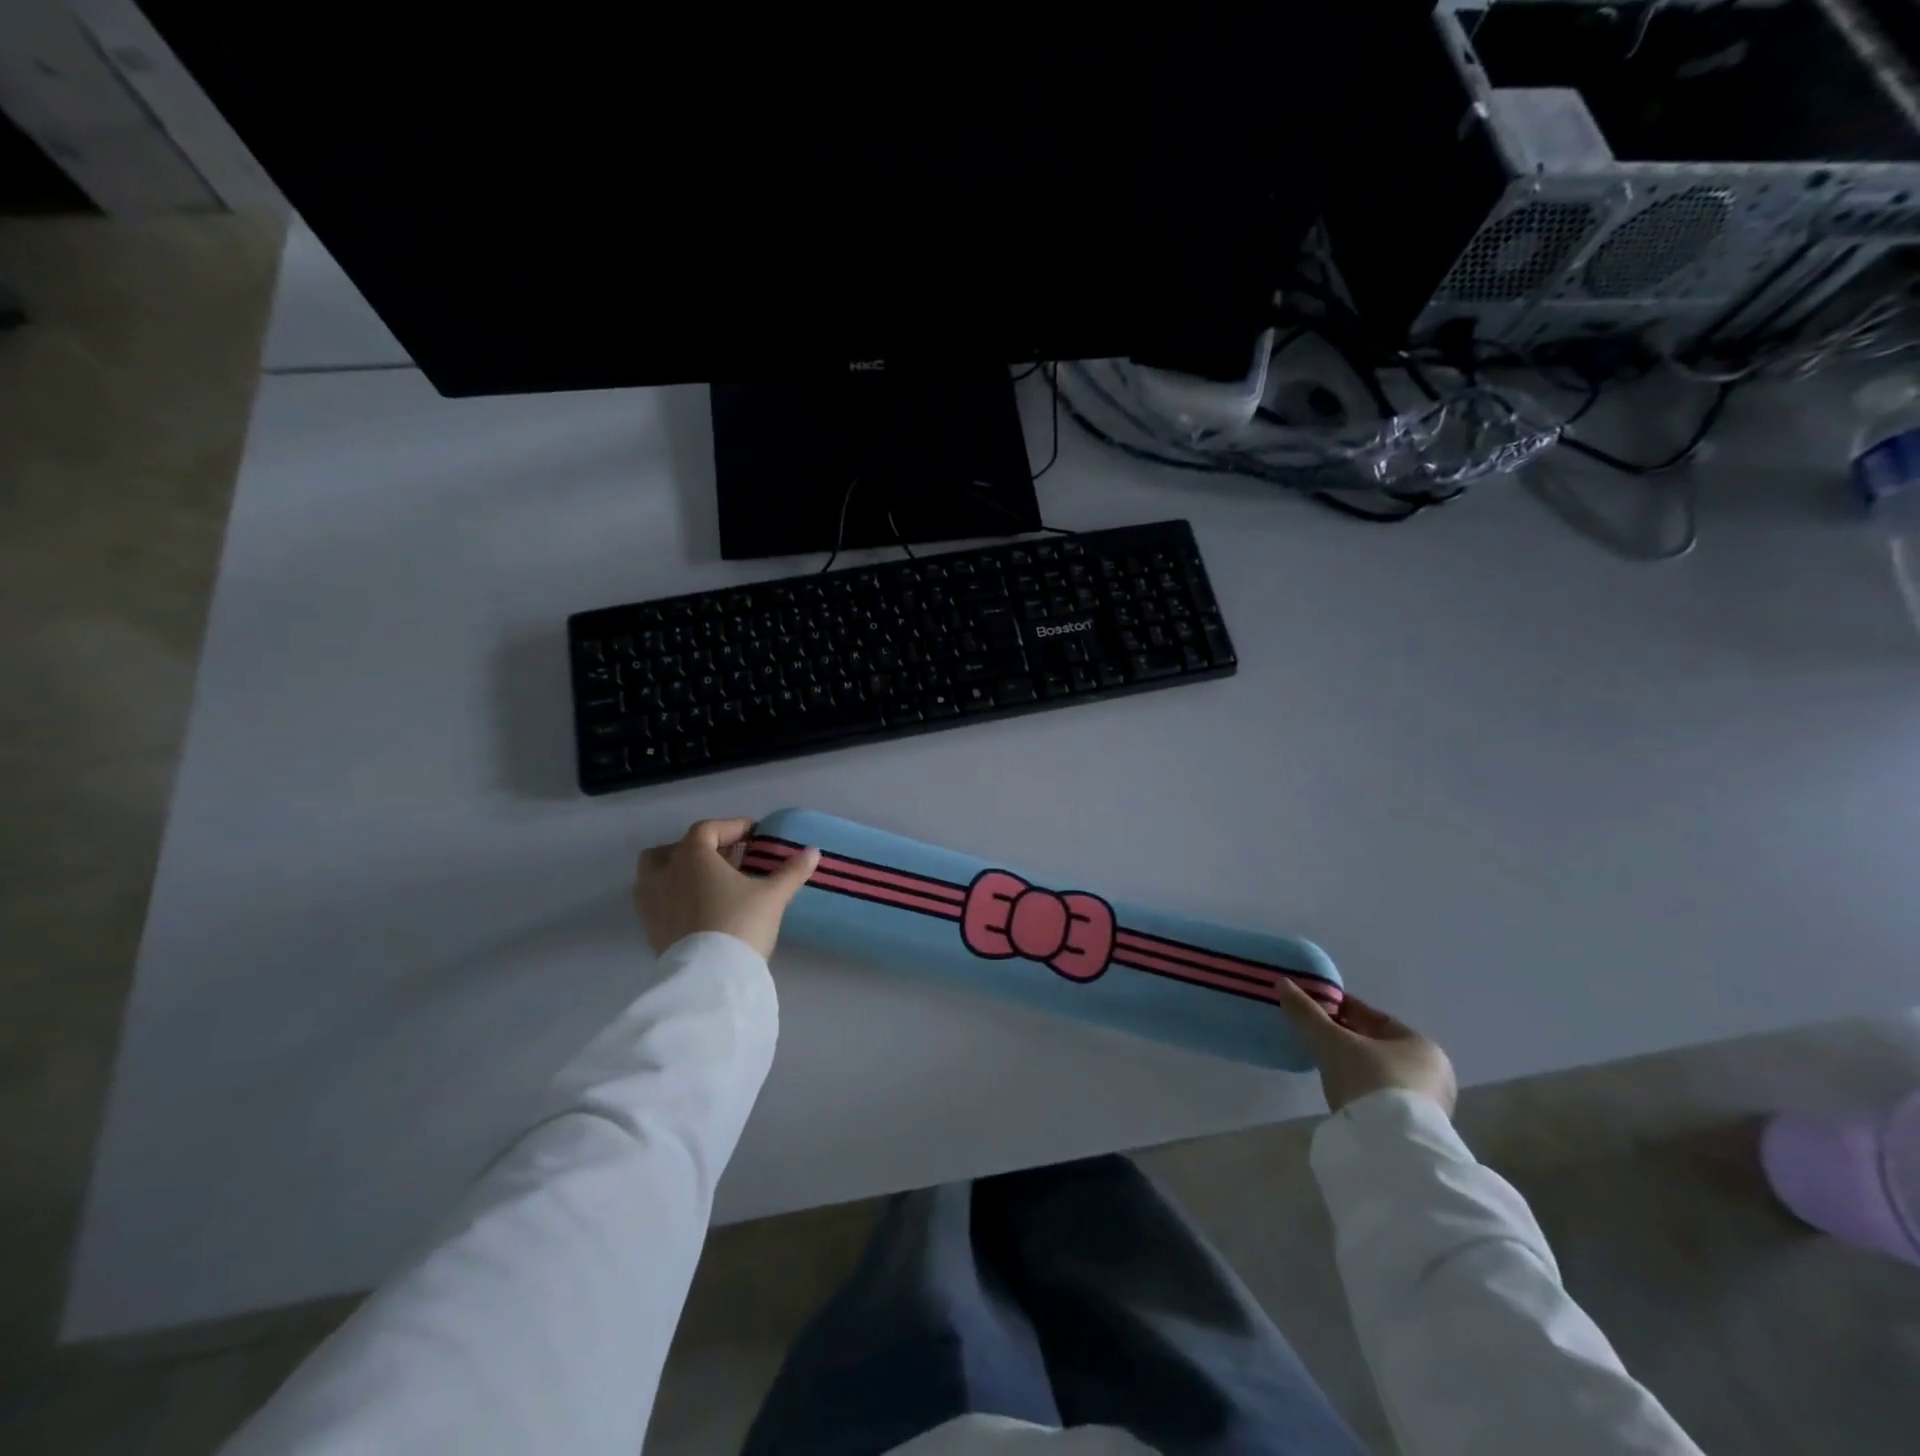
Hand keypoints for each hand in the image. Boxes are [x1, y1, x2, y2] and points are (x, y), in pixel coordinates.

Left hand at [632, 818, 820, 960]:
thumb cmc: (740, 923)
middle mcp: (665, 873)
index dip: (731, 827)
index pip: (708, 829)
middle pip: (675, 848)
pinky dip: (673, 896)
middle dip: (701, 848)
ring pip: (656, 873)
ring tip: (706, 882)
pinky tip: (696, 909)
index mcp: (692, 856)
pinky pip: (656, 901)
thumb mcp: (772, 896)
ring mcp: (652, 902)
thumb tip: (813, 852)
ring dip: (679, 871)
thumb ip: (791, 872)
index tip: (753, 834)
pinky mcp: (650, 929)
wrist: (709, 977)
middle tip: (727, 858)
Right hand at [1274, 980, 1457, 1116]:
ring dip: (1354, 1066)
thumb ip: (1306, 1013)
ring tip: (1323, 1063)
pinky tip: (1341, 1091)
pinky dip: (1362, 1089)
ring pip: (1380, 1072)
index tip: (1314, 1007)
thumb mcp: (1331, 1042)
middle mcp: (1433, 1071)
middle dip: (1346, 1038)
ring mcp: (1430, 1104)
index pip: (1374, 1017)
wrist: (1393, 1148)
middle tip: (1314, 1035)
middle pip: (1378, 1046)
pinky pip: (1383, 1096)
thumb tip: (1282, 983)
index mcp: (1420, 1043)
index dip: (1341, 1009)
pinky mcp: (1418, 1130)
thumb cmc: (1368, 1081)